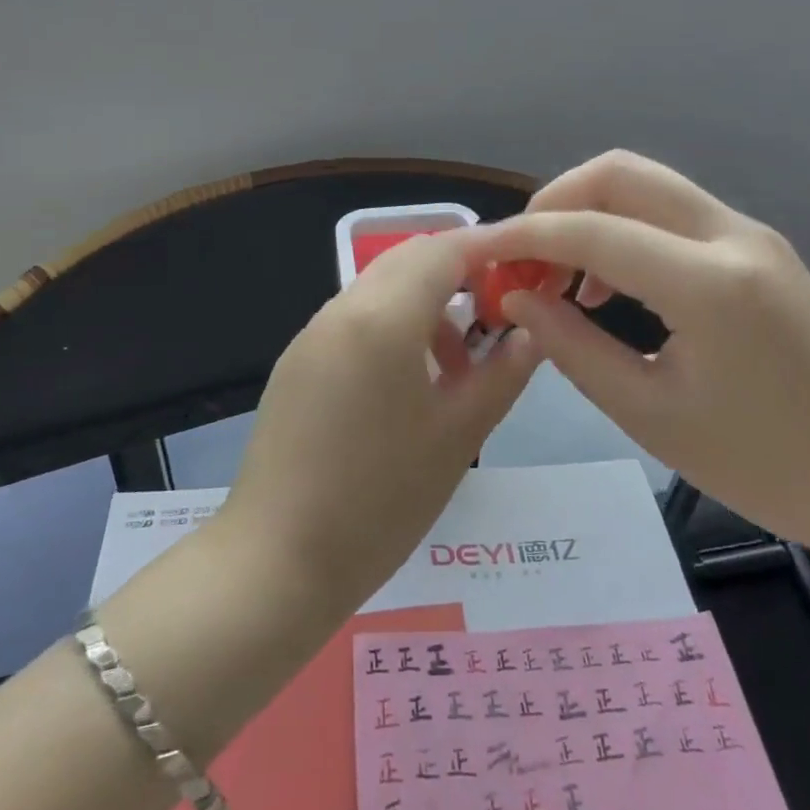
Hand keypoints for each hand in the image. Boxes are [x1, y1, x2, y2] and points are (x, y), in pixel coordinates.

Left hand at [219, 230, 541, 617]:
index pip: (444, 249)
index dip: (489, 249)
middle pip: (409, 260)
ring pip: (380, 288)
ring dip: (425, 303)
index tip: (526, 268)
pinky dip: (393, 326)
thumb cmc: (381, 499)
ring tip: (456, 365)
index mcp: (383, 317)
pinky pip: (355, 319)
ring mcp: (312, 334)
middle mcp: (342, 309)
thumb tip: (532, 331)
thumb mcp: (459, 435)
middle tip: (498, 315)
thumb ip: (502, 372)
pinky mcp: (297, 362)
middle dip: (459, 273)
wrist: (277, 560)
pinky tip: (409, 384)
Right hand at [465, 151, 809, 564]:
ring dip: (589, 213)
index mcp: (709, 283)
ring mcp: (749, 234)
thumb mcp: (651, 416)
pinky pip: (671, 213)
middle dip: (555, 202)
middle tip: (522, 257)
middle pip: (620, 172)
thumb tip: (515, 299)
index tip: (478, 256)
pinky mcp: (756, 247)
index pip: (591, 230)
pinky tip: (608, 286)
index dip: (524, 237)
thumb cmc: (769, 466)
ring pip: (646, 184)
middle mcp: (731, 235)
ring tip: (558, 279)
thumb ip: (572, 347)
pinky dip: (624, 229)